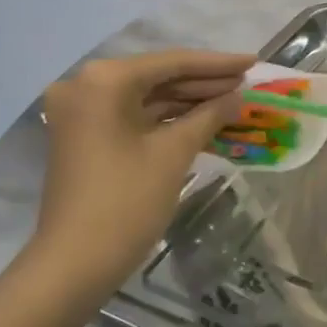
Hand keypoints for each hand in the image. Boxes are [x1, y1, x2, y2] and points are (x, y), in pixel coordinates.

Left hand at [27, 50, 253, 291]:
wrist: (73, 265)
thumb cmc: (126, 202)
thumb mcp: (174, 153)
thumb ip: (209, 115)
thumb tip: (237, 97)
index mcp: (104, 81)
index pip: (171, 63)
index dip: (217, 64)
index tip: (253, 61)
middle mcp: (86, 86)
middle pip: (157, 77)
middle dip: (204, 82)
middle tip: (247, 82)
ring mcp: (83, 113)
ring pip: (147, 97)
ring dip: (189, 101)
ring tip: (233, 100)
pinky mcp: (85, 136)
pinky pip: (134, 117)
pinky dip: (168, 119)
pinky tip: (205, 120)